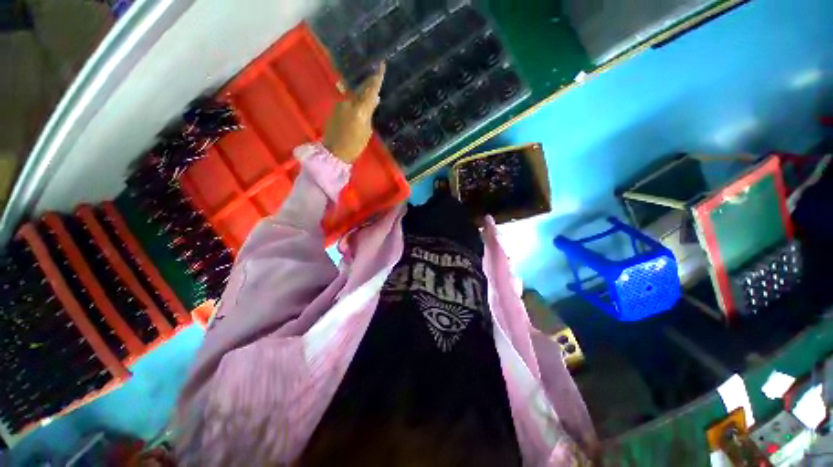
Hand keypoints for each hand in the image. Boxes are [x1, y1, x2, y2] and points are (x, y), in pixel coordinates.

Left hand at [323, 63, 385, 163]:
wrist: (334, 152)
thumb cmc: (354, 145)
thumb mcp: (367, 131)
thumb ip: (370, 114)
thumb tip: (374, 100)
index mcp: (360, 110)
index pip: (370, 91)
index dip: (377, 78)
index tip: (382, 65)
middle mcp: (349, 103)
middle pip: (361, 90)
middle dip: (369, 83)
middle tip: (377, 74)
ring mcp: (340, 105)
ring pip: (355, 97)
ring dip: (362, 95)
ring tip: (370, 94)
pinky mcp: (335, 108)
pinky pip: (349, 103)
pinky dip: (356, 103)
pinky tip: (359, 107)